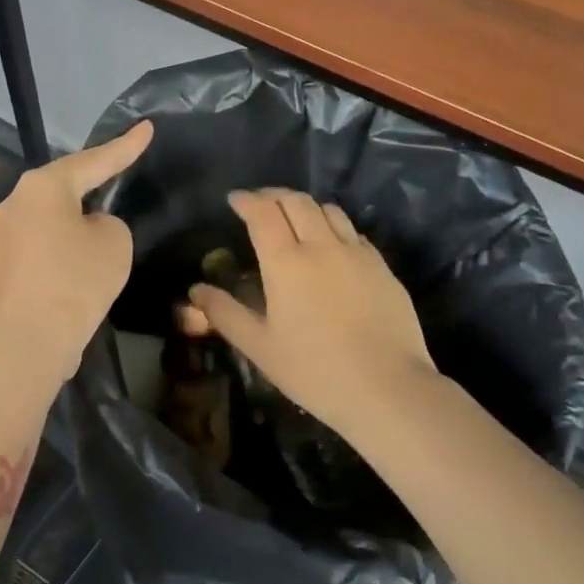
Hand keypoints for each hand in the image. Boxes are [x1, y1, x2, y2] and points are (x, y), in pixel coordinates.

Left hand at [0, 121, 152, 377]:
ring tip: (86, 248)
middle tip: (111, 186)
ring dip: (63, 229)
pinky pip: (28, 252)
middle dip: (86, 190)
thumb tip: (87, 227)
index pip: (93, 161)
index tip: (145, 128)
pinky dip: (48, 258)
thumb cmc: (78, 280)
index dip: (124, 146)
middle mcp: (12, 203)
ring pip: (41, 222)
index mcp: (44, 186)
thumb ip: (107, 222)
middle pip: (59, 190)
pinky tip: (61, 278)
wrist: (31, 338)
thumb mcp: (115, 241)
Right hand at [186, 189, 435, 437]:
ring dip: (306, 206)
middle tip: (260, 203)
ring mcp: (357, 254)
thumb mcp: (260, 347)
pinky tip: (332, 245)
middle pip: (296, 202)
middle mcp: (322, 246)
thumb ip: (225, 314)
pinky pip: (354, 232)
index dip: (246, 200)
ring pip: (329, 210)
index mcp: (287, 262)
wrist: (387, 387)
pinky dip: (334, 226)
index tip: (235, 199)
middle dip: (273, 195)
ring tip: (295, 218)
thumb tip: (196, 290)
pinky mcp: (382, 267)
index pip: (263, 213)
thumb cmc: (314, 370)